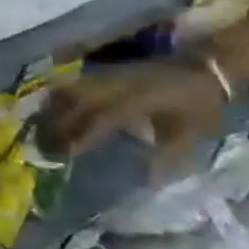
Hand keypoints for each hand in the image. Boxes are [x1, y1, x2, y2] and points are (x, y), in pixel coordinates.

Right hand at [39, 61, 227, 162]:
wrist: (207, 69)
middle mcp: (113, 86)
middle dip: (55, 124)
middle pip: (72, 103)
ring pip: (66, 91)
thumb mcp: (191, 133)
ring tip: (41, 127)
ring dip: (51, 110)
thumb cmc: (200, 104)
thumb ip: (166, 155)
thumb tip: (146, 180)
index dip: (78, 137)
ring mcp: (105, 77)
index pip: (97, 119)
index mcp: (135, 101)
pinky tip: (53, 109)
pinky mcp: (103, 74)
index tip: (63, 154)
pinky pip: (71, 85)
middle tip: (42, 144)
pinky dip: (58, 98)